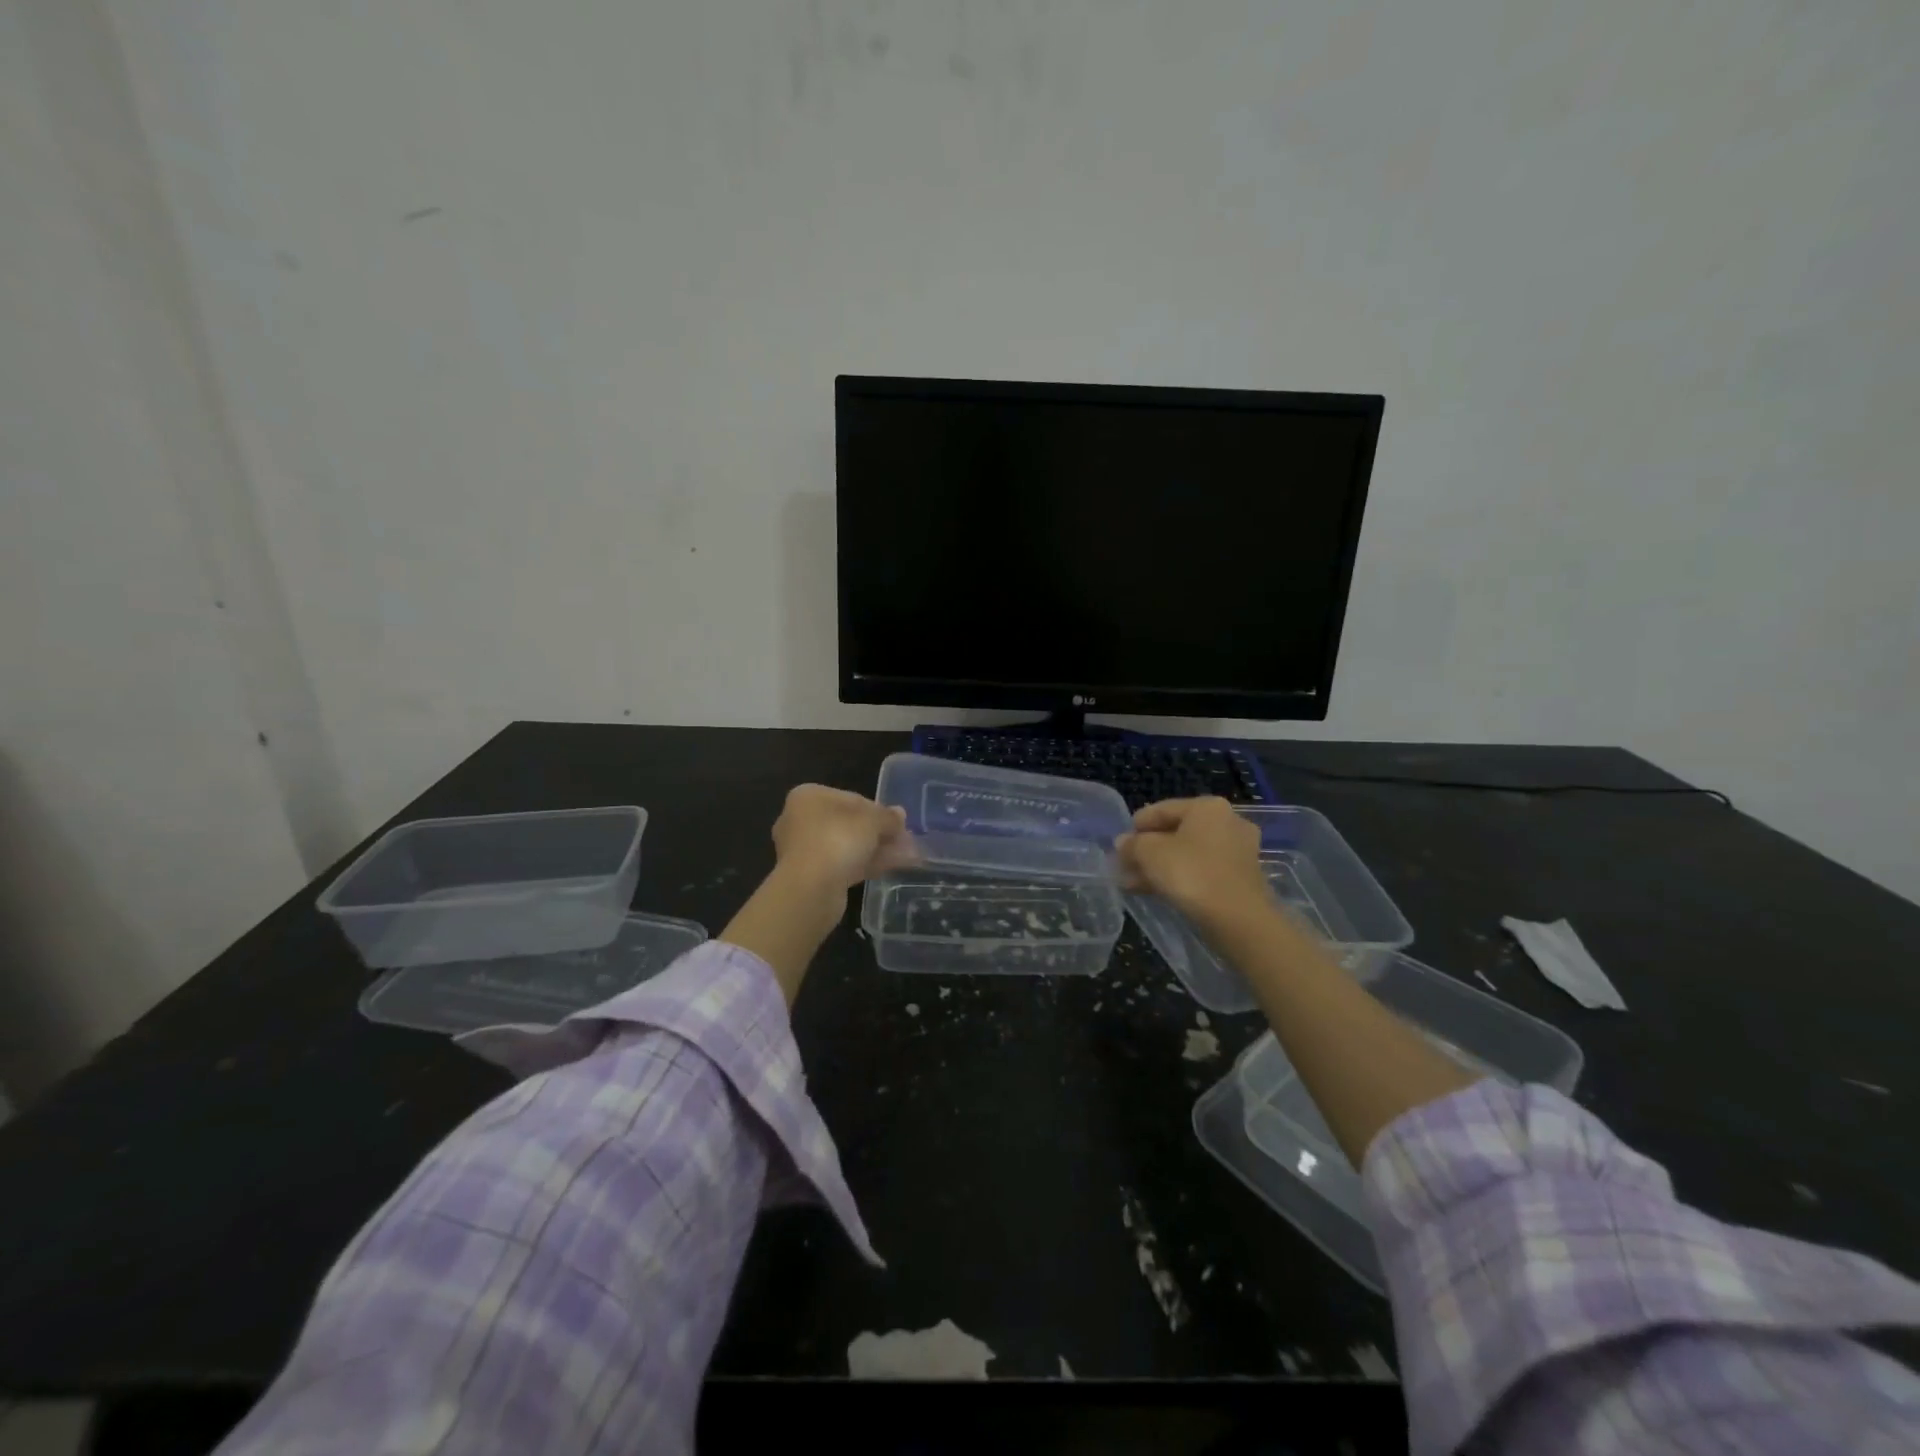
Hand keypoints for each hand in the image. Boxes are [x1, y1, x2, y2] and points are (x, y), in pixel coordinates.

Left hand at [770, 784, 917, 897]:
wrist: (809, 889)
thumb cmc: (838, 840)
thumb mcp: (871, 822)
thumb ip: (887, 816)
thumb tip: (900, 814)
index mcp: (809, 797)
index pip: (852, 799)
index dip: (880, 811)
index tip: (900, 823)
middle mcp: (801, 819)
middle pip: (850, 824)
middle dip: (880, 833)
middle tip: (906, 841)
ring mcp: (804, 850)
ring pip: (848, 846)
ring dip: (878, 850)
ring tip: (908, 856)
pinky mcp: (810, 876)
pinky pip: (843, 864)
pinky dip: (867, 864)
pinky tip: (894, 868)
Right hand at [1116, 797, 1271, 926]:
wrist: (1239, 920)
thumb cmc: (1192, 874)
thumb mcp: (1150, 854)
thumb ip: (1132, 844)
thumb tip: (1123, 842)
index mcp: (1207, 807)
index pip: (1162, 809)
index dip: (1136, 826)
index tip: (1118, 844)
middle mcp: (1227, 822)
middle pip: (1176, 832)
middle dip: (1148, 850)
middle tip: (1124, 865)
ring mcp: (1238, 851)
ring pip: (1188, 854)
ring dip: (1160, 867)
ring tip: (1133, 884)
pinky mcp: (1242, 878)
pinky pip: (1202, 870)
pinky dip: (1180, 878)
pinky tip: (1156, 892)